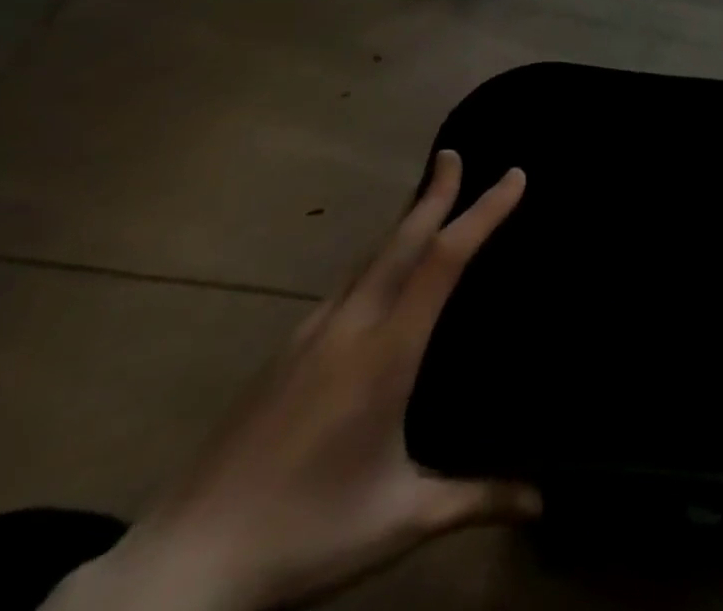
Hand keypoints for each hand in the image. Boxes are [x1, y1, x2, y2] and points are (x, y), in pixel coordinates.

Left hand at [46, 151, 537, 610]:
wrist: (179, 571)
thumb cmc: (304, 536)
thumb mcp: (401, 519)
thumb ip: (476, 499)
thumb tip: (543, 501)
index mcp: (387, 353)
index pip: (445, 260)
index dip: (483, 212)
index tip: (513, 176)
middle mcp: (351, 327)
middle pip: (401, 240)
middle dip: (434, 192)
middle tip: (453, 153)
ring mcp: (310, 336)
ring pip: (368, 258)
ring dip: (403, 222)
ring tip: (425, 202)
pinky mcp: (283, 354)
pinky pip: (344, 285)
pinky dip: (374, 259)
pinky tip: (375, 276)